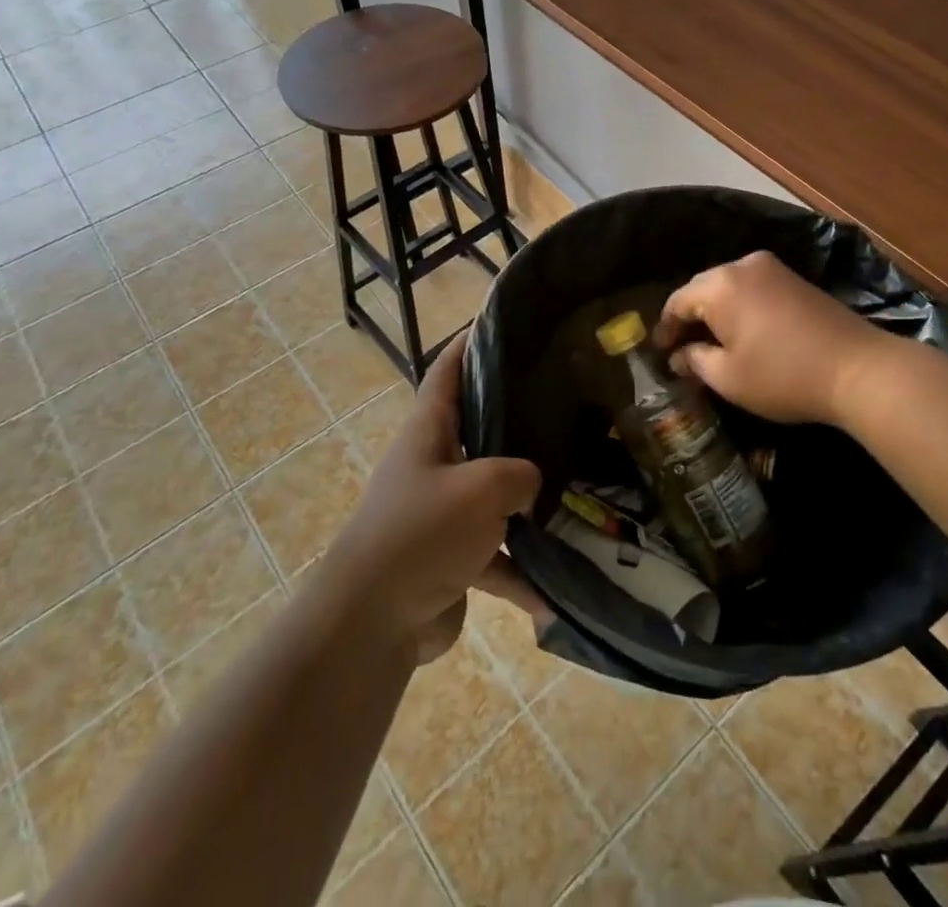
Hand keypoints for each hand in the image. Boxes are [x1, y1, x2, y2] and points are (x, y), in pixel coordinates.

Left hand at [324, 335, 540, 663]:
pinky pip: (495, 556)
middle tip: (564, 404)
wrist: (371, 624)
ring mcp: (441, 514)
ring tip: (576, 490)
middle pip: (477, 428)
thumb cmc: (421, 534)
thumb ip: (519, 474)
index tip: (503, 323)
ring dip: (527, 501)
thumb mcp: (482, 488)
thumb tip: (531, 484)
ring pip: (493, 495)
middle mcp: (434, 465)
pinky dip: (521, 572)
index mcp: (429, 432)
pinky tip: (555, 590)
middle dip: (516, 418)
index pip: (447, 371)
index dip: (469, 342)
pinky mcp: (451, 560)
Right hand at [653, 250, 891, 427]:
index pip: (678, 300)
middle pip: (703, 288)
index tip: (660, 352)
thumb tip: (679, 355)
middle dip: (691, 317)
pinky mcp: (796, 280)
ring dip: (718, 312)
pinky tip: (744, 333)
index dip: (665, 327)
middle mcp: (744, 266)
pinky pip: (754, 289)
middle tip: (681, 349)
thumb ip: (696, 361)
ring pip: (731, 287)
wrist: (859, 369)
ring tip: (711, 343)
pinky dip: (742, 308)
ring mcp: (774, 269)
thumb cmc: (783, 375)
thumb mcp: (729, 377)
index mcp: (720, 285)